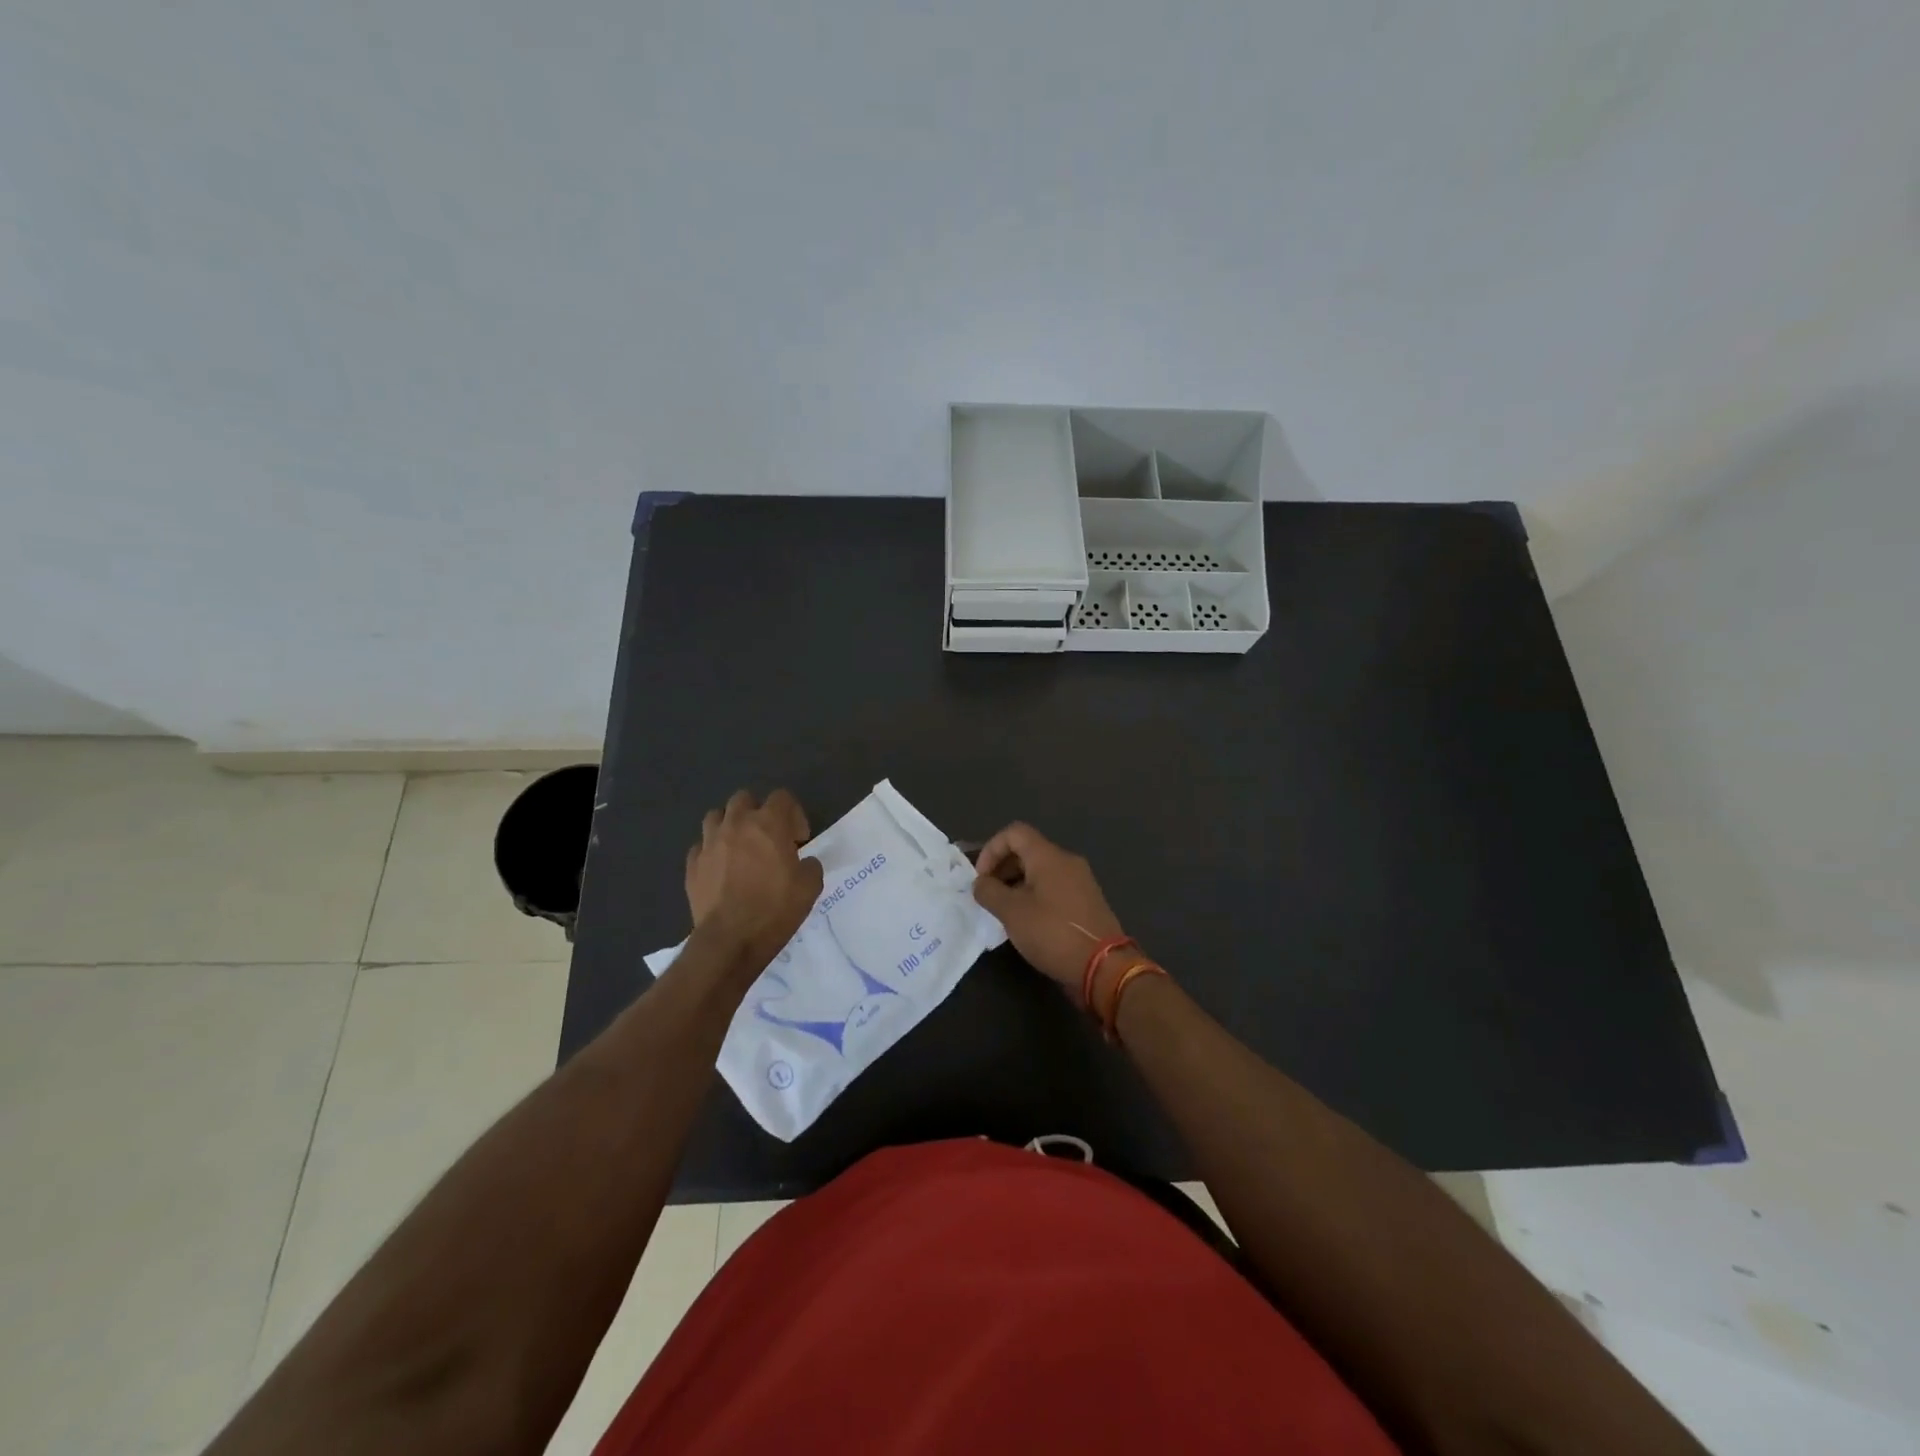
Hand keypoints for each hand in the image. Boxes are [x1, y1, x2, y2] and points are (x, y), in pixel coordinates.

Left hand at [685, 789, 823, 970]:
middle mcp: (736, 824)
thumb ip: (810, 866)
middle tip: (768, 837)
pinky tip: (720, 868)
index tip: (798, 840)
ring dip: (729, 825)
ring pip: (716, 816)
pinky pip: (700, 846)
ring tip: (739, 847)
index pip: (782, 797)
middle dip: (757, 812)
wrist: (730, 940)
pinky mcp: (692, 865)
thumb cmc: (775, 909)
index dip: (794, 814)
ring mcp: (709, 843)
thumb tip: (804, 862)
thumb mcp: (810, 887)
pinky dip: (711, 851)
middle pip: (744, 798)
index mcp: (768, 823)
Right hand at [971, 822, 1134, 993]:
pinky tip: (1026, 922)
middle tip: (988, 896)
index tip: (981, 879)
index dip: (991, 850)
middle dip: (1002, 868)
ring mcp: (1079, 881)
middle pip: (1027, 850)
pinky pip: (1053, 887)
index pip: (1014, 833)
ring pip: (1040, 871)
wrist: (1104, 967)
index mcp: (1048, 856)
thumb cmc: (1053, 933)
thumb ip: (990, 892)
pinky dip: (1034, 896)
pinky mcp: (1085, 901)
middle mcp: (1066, 861)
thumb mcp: (1012, 913)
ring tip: (1003, 911)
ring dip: (1016, 884)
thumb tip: (980, 883)